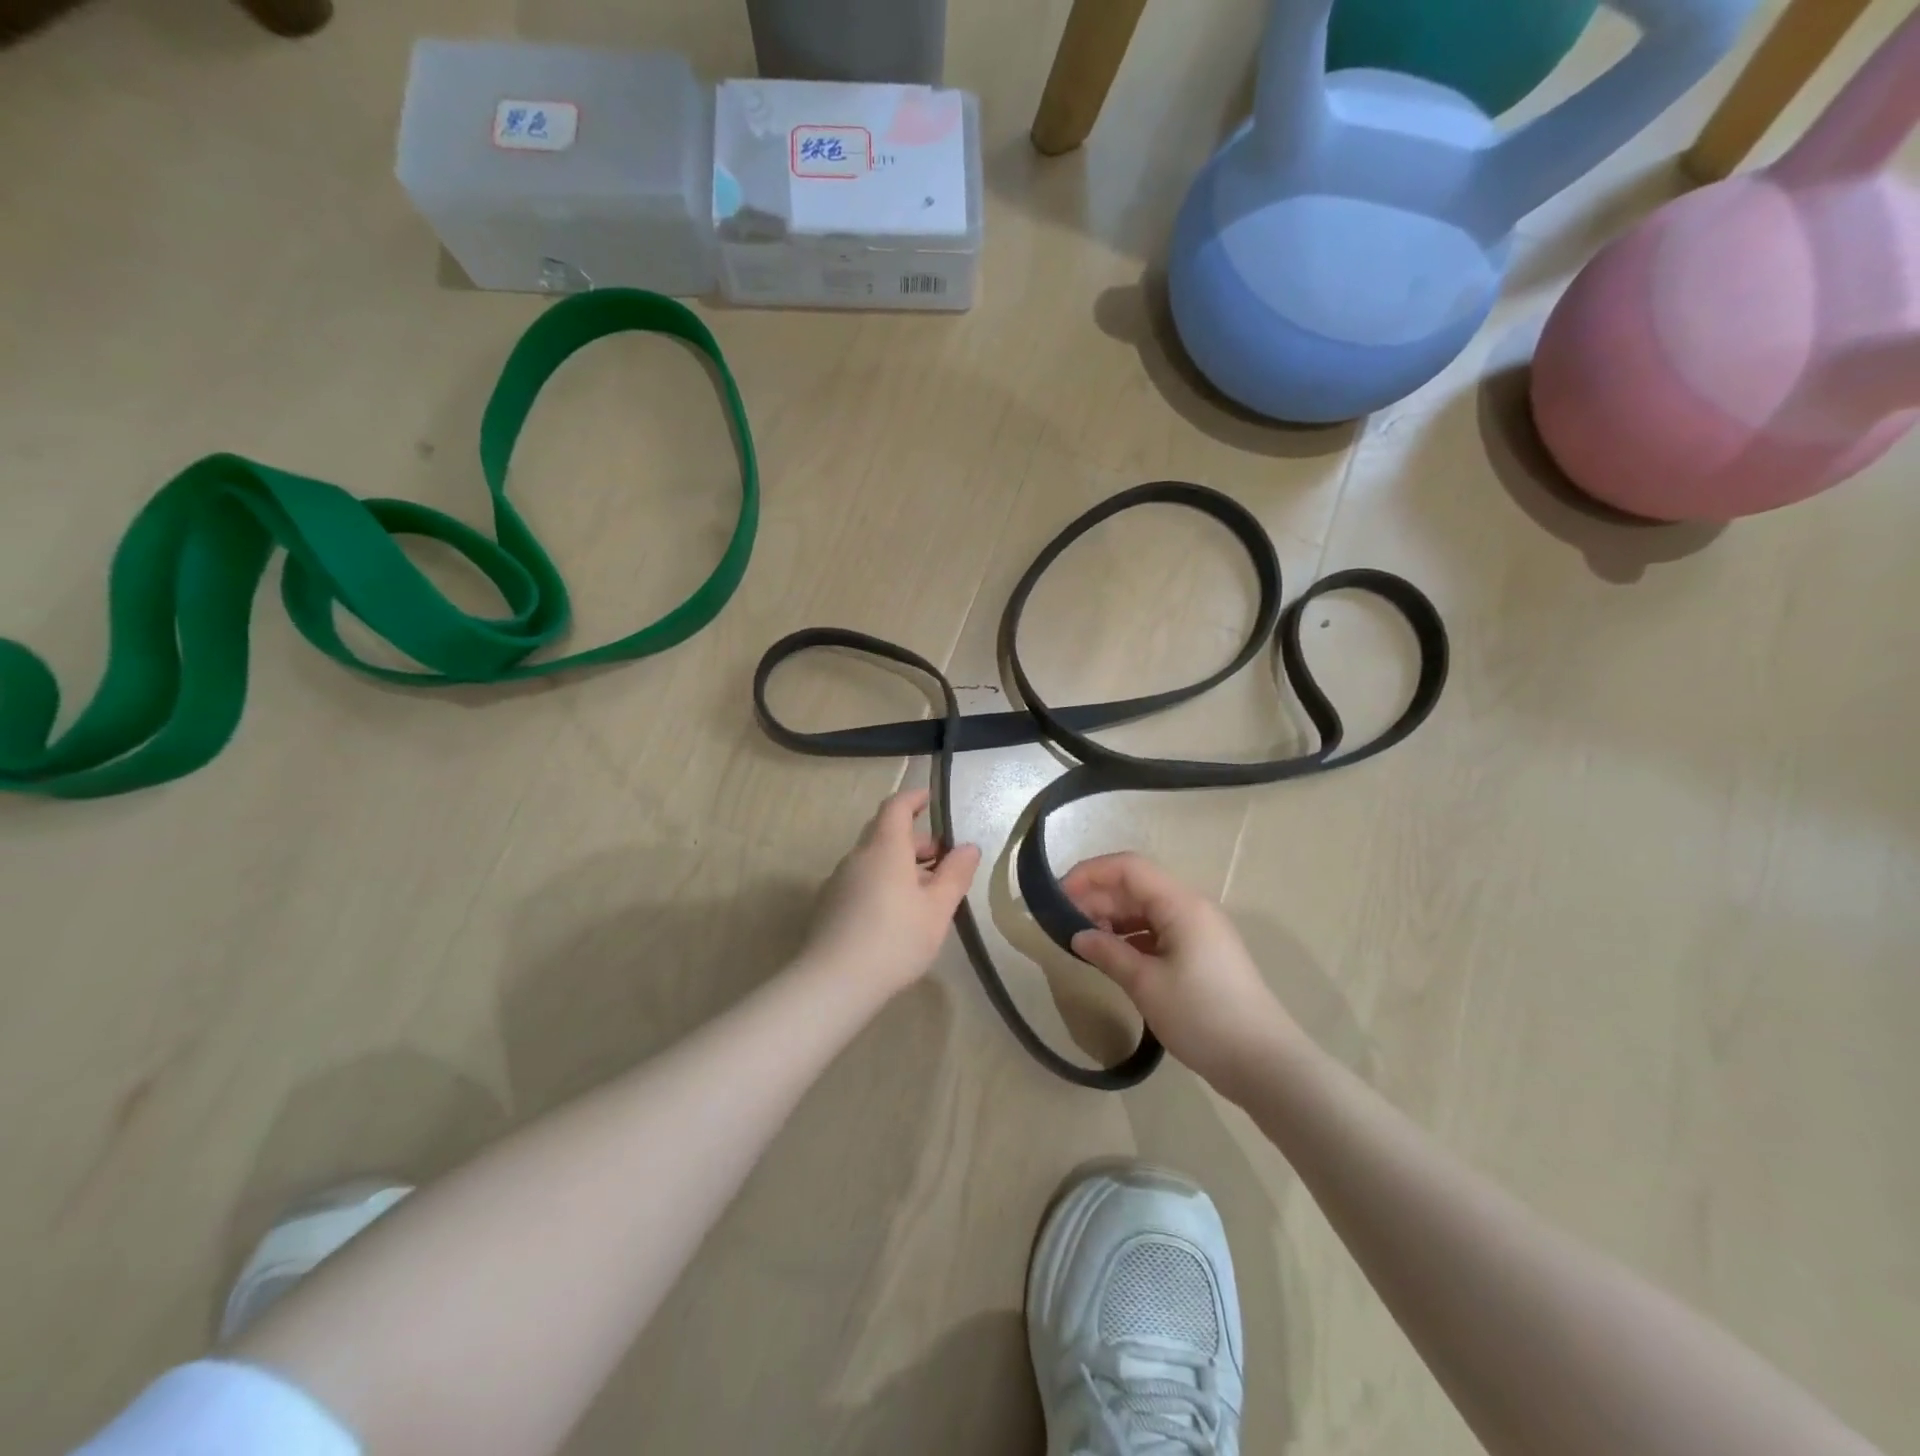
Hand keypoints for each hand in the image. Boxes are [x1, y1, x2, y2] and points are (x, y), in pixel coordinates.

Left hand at [801, 789, 981, 997]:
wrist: (834, 983)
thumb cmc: (895, 939)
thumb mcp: (937, 909)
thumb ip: (955, 874)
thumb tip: (968, 847)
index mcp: (885, 848)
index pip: (896, 807)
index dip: (913, 798)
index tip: (929, 799)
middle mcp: (857, 857)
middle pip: (884, 833)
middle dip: (914, 839)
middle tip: (941, 857)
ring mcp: (839, 881)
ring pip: (873, 859)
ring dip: (899, 863)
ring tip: (925, 891)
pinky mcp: (829, 905)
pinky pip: (861, 880)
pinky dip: (883, 882)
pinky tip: (896, 913)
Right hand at [1063, 852, 1294, 1095]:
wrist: (1265, 1064)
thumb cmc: (1203, 1016)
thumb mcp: (1147, 985)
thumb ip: (1109, 953)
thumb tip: (1078, 935)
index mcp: (1181, 904)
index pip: (1128, 868)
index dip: (1089, 874)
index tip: (1057, 896)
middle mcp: (1191, 908)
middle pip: (1136, 887)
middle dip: (1097, 898)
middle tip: (1063, 924)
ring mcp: (1200, 932)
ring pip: (1147, 910)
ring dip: (1113, 919)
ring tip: (1084, 941)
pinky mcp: (1202, 956)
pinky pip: (1159, 933)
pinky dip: (1132, 938)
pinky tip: (1113, 957)